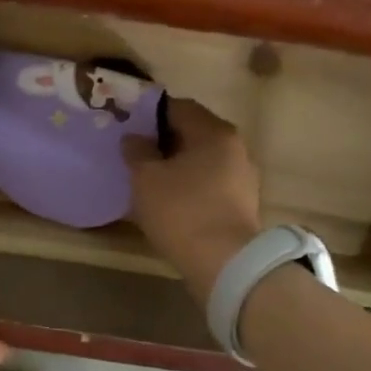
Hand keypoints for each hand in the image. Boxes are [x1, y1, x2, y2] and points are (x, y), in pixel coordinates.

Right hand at [123, 98, 262, 303]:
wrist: (224, 263)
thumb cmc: (182, 211)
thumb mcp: (146, 179)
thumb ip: (137, 151)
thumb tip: (134, 137)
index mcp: (214, 132)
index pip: (178, 107)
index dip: (150, 113)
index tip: (127, 126)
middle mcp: (235, 147)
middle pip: (193, 133)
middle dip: (163, 141)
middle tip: (134, 153)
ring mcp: (243, 176)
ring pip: (202, 160)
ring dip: (177, 166)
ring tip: (149, 180)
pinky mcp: (242, 204)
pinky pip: (209, 184)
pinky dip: (190, 186)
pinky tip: (170, 202)